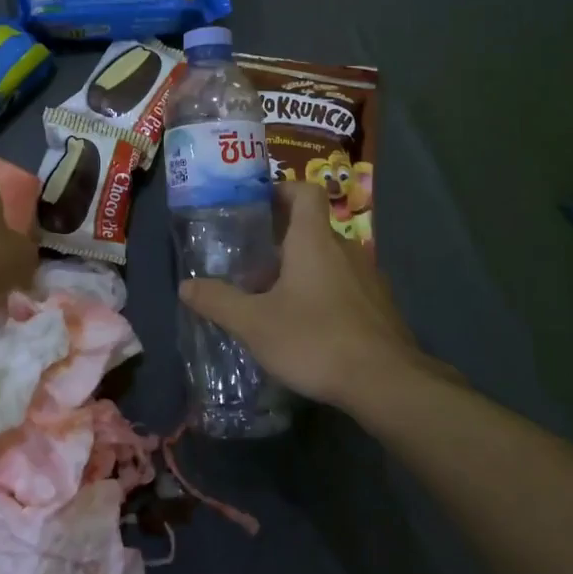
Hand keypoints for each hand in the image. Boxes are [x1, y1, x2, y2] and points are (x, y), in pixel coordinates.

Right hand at [180, 183, 451, 409]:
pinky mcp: (381, 307)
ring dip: (302, 270)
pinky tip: (308, 326)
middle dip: (281, 241)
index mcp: (314, 241)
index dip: (282, 190)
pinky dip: (324, 294)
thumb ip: (218, 301)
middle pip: (311, 229)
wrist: (387, 383)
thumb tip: (185, 286)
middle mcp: (345, 249)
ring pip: (329, 260)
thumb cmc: (315, 339)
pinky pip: (346, 286)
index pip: (305, 191)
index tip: (257, 206)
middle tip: (251, 264)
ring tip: (275, 298)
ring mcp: (368, 278)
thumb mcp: (254, 324)